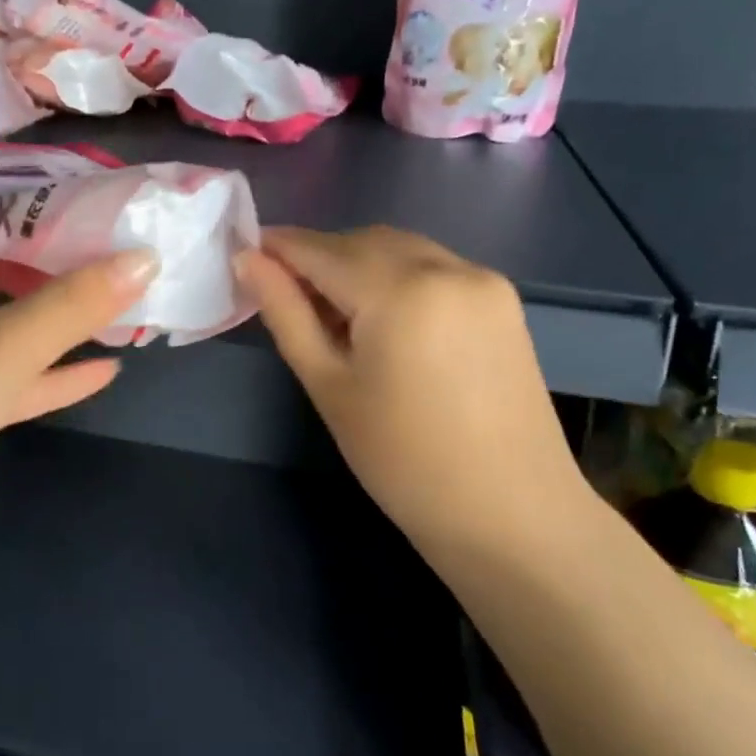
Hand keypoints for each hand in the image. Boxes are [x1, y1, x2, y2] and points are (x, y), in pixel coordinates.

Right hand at [235, 226, 586, 563]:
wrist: (510, 514)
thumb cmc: (401, 460)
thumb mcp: (328, 385)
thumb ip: (286, 313)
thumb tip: (247, 260)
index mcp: (400, 290)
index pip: (321, 249)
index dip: (278, 247)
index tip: (245, 256)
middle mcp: (446, 267)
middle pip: (362, 241)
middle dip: (318, 257)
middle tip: (285, 297)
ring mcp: (482, 279)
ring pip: (399, 249)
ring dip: (357, 265)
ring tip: (333, 315)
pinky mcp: (502, 300)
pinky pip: (433, 266)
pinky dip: (396, 276)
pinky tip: (383, 320)